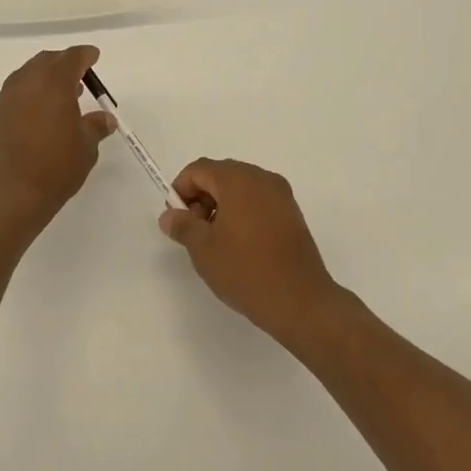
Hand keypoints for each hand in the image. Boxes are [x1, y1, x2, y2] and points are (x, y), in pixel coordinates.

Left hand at [0, 46, 115, 238]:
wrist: (5, 198)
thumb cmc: (53, 169)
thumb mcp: (85, 149)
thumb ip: (95, 127)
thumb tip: (104, 118)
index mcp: (53, 83)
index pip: (71, 58)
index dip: (85, 55)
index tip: (93, 56)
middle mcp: (26, 83)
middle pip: (46, 62)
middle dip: (63, 64)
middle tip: (79, 76)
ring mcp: (4, 99)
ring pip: (26, 76)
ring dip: (44, 79)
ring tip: (61, 97)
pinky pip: (14, 95)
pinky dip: (29, 96)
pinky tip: (38, 116)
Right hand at [159, 158, 344, 342]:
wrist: (300, 300)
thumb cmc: (246, 270)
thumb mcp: (203, 249)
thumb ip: (183, 225)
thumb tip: (170, 215)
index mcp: (238, 179)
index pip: (199, 169)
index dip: (181, 190)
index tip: (177, 220)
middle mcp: (262, 178)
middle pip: (221, 174)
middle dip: (202, 197)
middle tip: (195, 231)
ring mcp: (281, 194)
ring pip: (241, 187)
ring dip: (222, 205)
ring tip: (217, 241)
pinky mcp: (292, 213)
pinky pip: (259, 201)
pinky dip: (243, 212)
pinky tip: (240, 244)